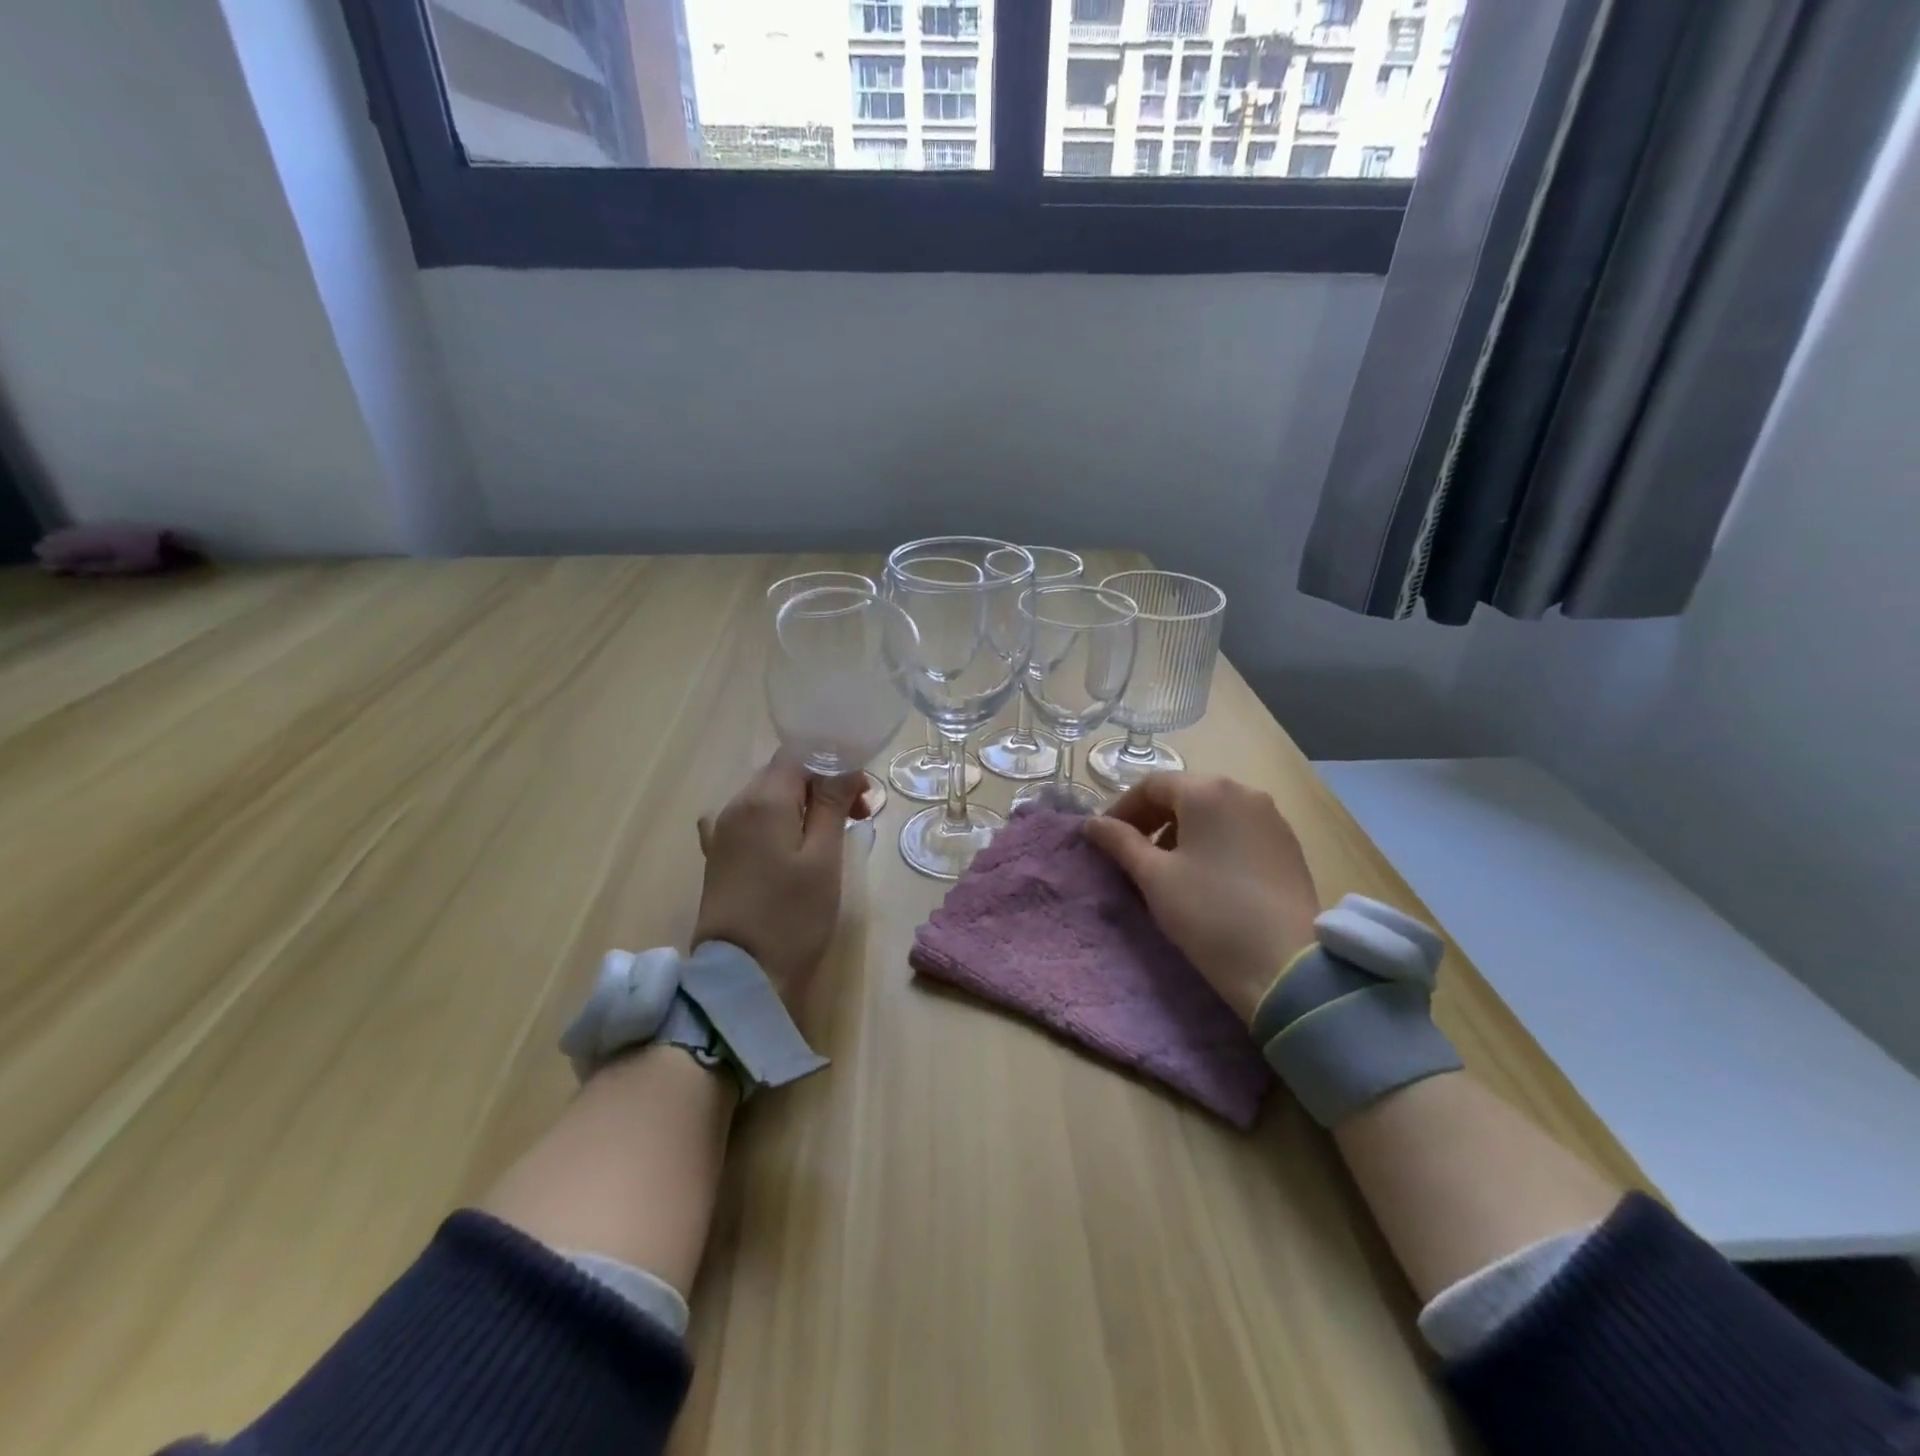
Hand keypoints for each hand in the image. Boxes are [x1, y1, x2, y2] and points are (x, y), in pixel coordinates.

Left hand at [692, 753, 865, 1008]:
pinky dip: (774, 824)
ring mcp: (721, 832)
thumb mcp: (824, 857)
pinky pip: (749, 823)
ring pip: (767, 798)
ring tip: (828, 838)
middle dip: (821, 787)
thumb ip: (832, 804)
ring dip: (801, 806)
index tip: (862, 799)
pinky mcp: (716, 857)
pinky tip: (784, 845)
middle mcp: (735, 805)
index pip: (800, 756)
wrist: (740, 977)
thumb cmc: (792, 914)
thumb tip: (844, 768)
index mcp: (763, 798)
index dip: (835, 768)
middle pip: (783, 774)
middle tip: (856, 819)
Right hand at [1084, 774, 1320, 1022]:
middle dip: (1152, 818)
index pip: (1152, 785)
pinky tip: (1203, 875)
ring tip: (1165, 866)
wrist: (1285, 965)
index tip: (1104, 839)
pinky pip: (1238, 829)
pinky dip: (1212, 841)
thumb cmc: (1209, 912)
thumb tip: (1092, 824)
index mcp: (1208, 791)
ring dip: (1181, 829)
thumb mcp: (1154, 876)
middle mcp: (1244, 791)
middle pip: (1185, 793)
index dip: (1121, 808)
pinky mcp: (1288, 845)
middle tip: (1130, 852)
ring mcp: (1271, 818)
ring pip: (1213, 811)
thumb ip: (1120, 842)